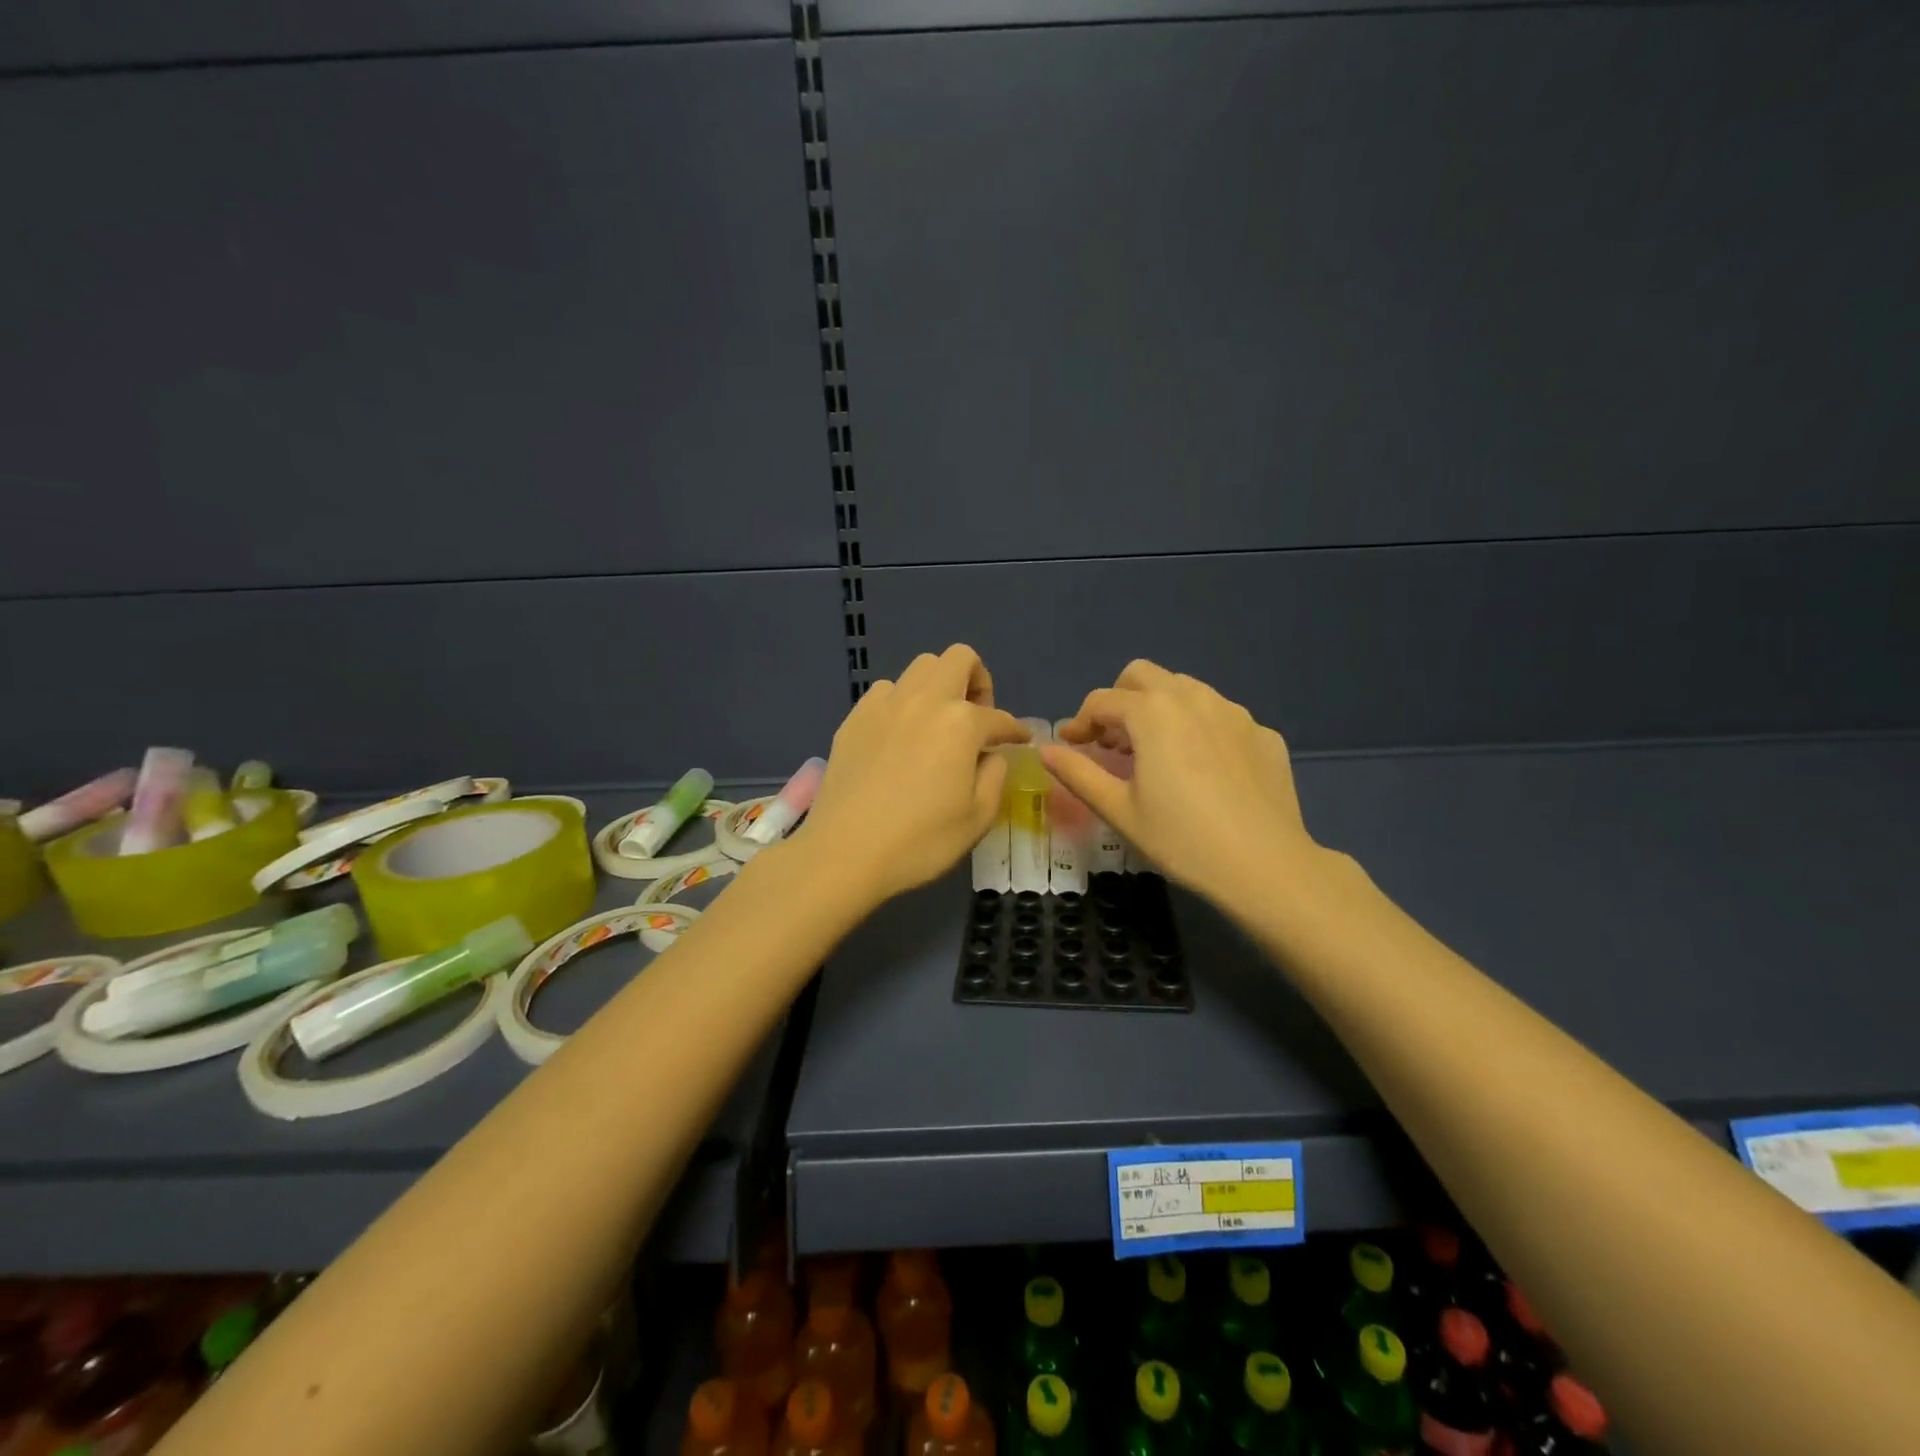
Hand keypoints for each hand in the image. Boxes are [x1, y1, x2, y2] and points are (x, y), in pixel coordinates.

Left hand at [796, 644, 1028, 904]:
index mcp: (961, 723)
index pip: (999, 717)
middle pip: (958, 658)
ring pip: (919, 668)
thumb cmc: (920, 841)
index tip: (1019, 741)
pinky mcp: (854, 718)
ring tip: (936, 725)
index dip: (1014, 730)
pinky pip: (885, 692)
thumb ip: (994, 776)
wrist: (845, 852)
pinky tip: (900, 737)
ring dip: (937, 687)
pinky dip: (901, 704)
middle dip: (977, 680)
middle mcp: (924, 701)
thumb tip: (991, 755)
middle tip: (976, 718)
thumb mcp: (977, 817)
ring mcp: (884, 705)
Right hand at [1042, 659, 1319, 902]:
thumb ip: (1078, 773)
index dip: (1079, 722)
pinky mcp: (1262, 732)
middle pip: (1142, 675)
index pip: (1102, 700)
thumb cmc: (1182, 840)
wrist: (1266, 866)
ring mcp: (1234, 712)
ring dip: (1159, 709)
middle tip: (1113, 742)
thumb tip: (1046, 750)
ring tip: (1156, 754)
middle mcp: (1194, 698)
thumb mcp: (1119, 810)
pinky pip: (1219, 716)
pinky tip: (1202, 771)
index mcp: (1153, 713)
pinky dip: (1198, 729)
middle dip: (1119, 700)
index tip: (1071, 746)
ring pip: (1184, 689)